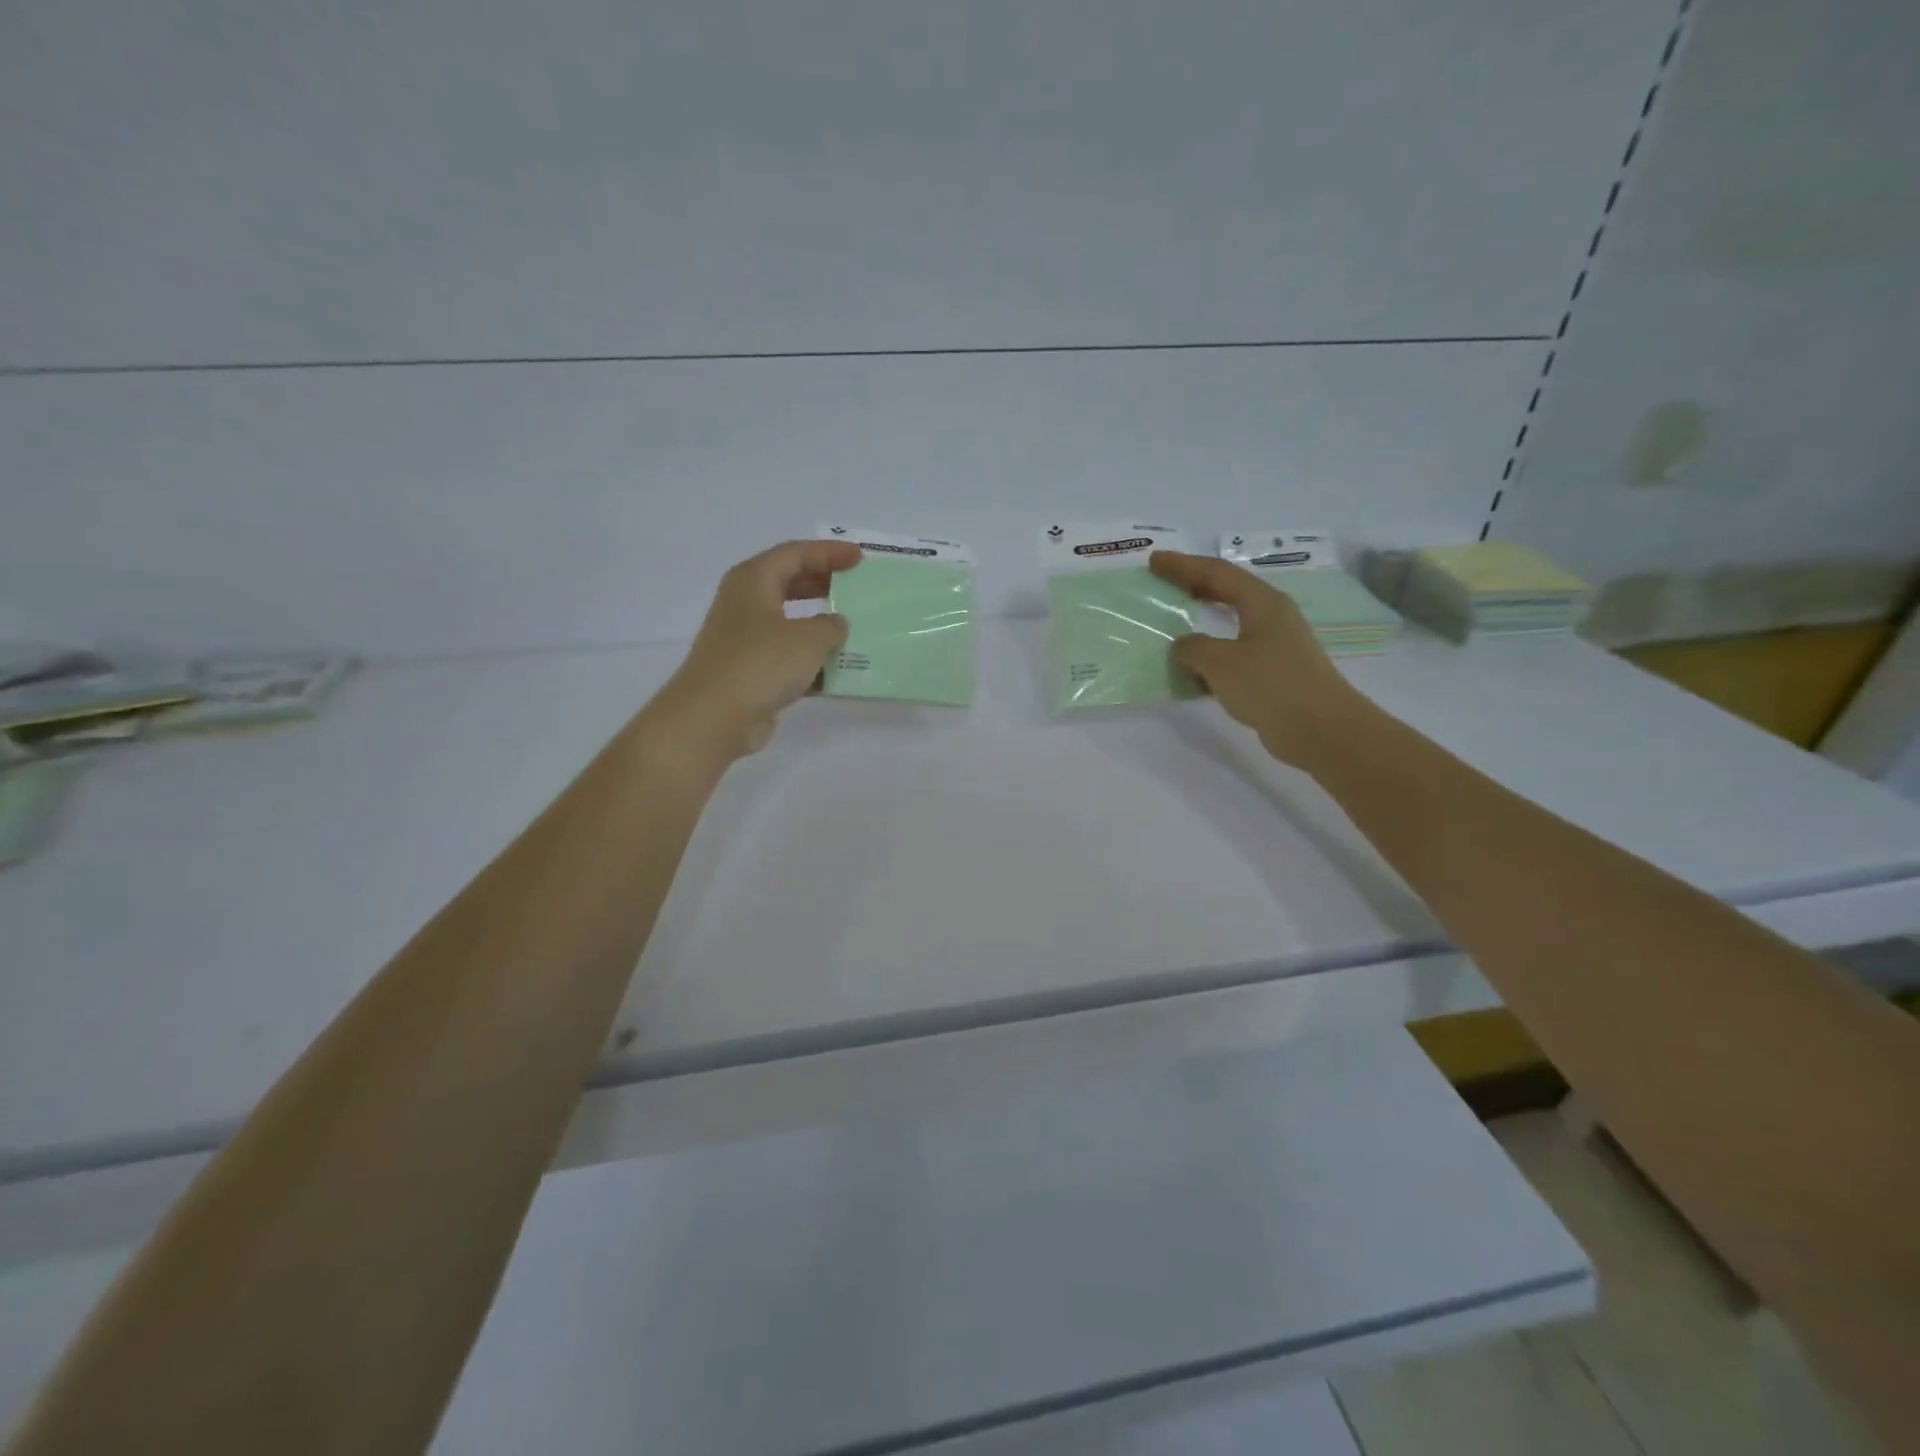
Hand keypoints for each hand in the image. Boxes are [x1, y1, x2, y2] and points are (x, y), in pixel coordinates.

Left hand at [653, 539, 862, 759]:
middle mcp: (745, 604)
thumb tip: (836, 625)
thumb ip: (831, 625)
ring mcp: (746, 639)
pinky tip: (839, 672)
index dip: (829, 553)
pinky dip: (812, 661)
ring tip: (855, 630)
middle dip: (824, 584)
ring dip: (821, 627)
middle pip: (790, 583)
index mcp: (753, 580)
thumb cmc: (761, 663)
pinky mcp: (750, 672)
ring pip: (790, 622)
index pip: (795, 554)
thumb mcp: (809, 638)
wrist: (714, 717)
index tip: (861, 559)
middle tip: (856, 588)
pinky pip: (788, 658)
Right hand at [1149, 550, 1372, 767]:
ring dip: (1202, 620)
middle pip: (1227, 591)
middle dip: (1194, 585)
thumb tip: (1183, 645)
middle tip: (1163, 582)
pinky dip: (1211, 654)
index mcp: (1262, 603)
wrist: (1319, 729)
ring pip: (1231, 623)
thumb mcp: (1220, 662)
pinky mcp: (1274, 672)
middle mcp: (1272, 617)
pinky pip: (1234, 653)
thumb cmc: (1270, 685)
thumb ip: (1193, 648)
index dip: (1183, 566)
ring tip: (1174, 621)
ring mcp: (1276, 645)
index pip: (1217, 573)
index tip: (1154, 561)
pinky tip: (1192, 668)